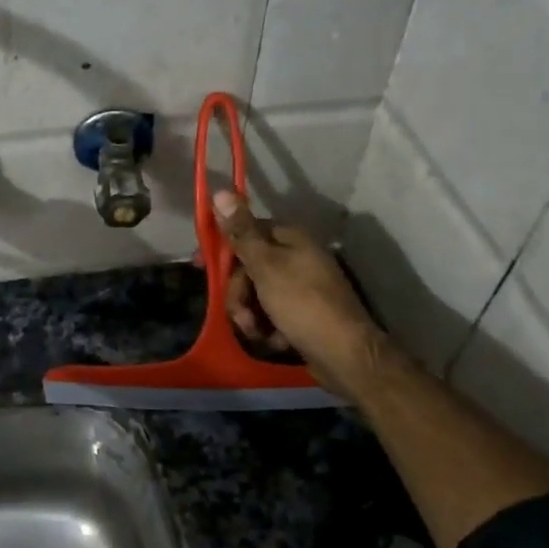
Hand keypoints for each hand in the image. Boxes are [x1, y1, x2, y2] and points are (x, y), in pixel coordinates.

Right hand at [213, 190, 393, 400]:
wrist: (345, 356)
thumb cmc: (302, 304)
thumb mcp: (265, 266)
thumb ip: (241, 232)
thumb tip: (222, 191)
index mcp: (291, 239)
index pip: (247, 233)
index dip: (224, 250)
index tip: (203, 268)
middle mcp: (298, 258)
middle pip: (250, 268)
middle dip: (239, 294)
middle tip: (241, 315)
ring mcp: (302, 288)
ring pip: (257, 295)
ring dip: (251, 315)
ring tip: (258, 333)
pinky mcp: (303, 315)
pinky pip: (272, 315)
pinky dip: (268, 328)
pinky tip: (275, 341)